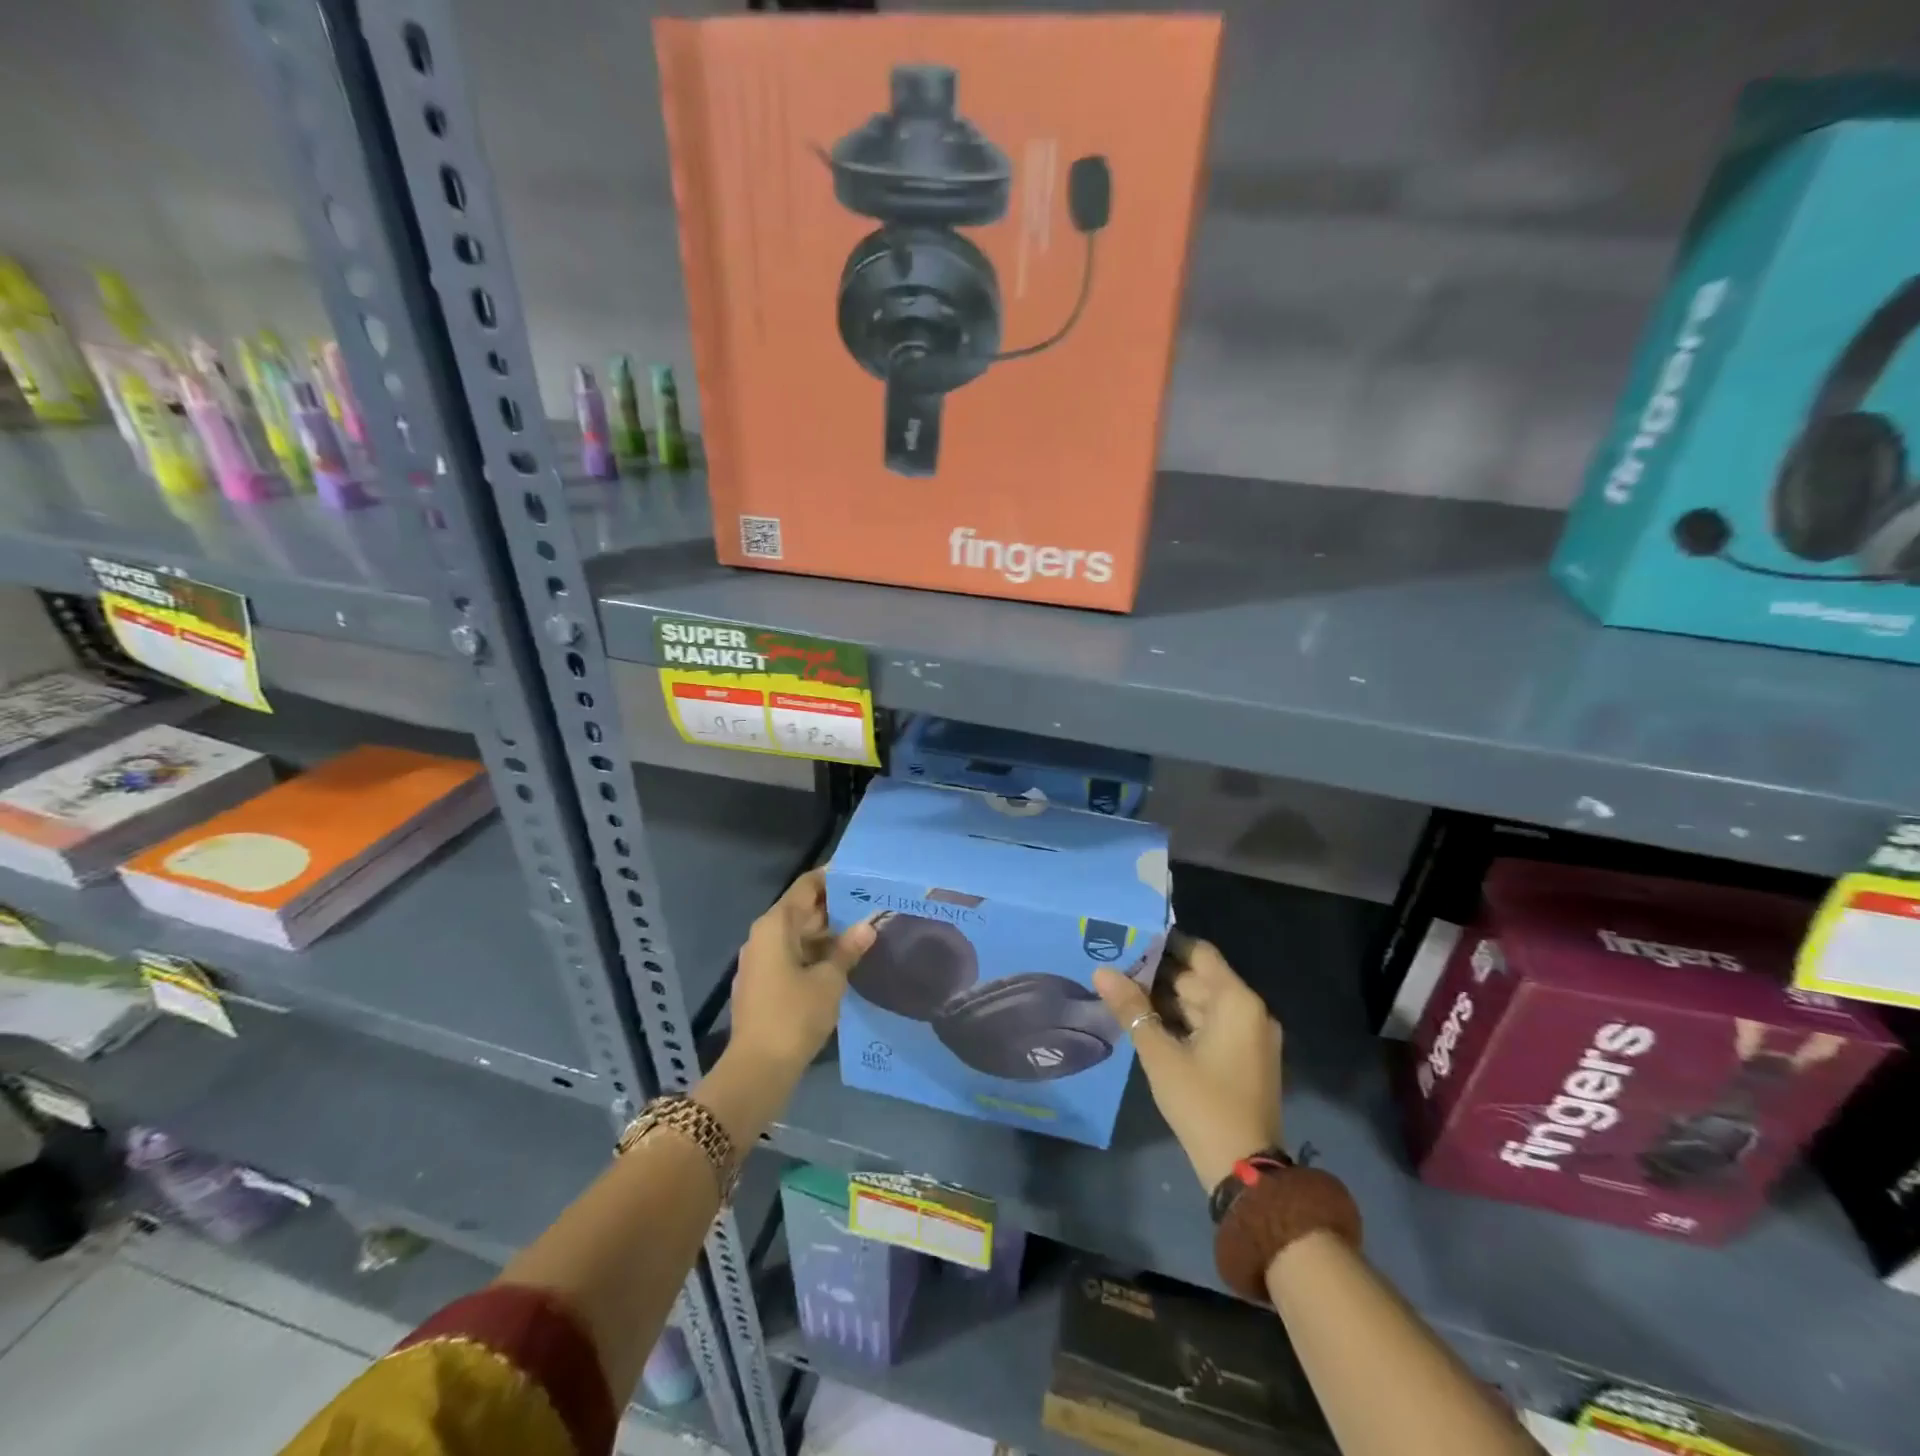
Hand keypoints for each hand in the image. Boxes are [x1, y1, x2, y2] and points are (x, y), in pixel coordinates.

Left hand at [729, 869, 875, 1073]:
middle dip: (835, 907)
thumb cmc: (794, 1016)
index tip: (861, 875)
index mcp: (775, 925)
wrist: (757, 1069)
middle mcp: (762, 936)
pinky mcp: (761, 983)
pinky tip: (841, 961)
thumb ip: (848, 949)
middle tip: (871, 904)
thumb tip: (867, 925)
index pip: (806, 886)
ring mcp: (759, 961)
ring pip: (797, 935)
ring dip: (827, 933)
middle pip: (801, 910)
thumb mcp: (830, 980)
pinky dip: (814, 953)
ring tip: (863, 931)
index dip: (832, 878)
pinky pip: (791, 955)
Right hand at [1093, 935, 1282, 1191]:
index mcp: (1237, 1001)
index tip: (1130, 938)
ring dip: (1167, 999)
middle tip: (1116, 967)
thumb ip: (1131, 1008)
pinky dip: (1182, 1021)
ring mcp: (1250, 1036)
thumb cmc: (1202, 1103)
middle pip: (1199, 978)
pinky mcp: (1245, 1058)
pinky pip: (1210, 1025)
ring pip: (1202, 1003)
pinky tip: (1147, 1021)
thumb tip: (1101, 971)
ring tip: (1123, 992)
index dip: (1165, 943)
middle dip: (1158, 974)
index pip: (1199, 953)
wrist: (1244, 1171)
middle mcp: (1250, 1011)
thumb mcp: (1160, 1054)